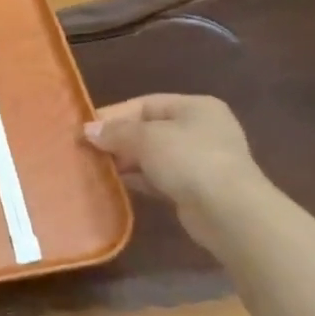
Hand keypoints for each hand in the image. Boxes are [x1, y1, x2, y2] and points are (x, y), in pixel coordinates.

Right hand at [84, 95, 264, 239]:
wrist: (229, 211)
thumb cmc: (189, 160)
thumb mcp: (146, 138)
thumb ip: (116, 132)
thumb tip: (88, 130)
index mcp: (196, 107)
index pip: (145, 104)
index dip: (114, 115)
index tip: (85, 129)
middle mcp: (201, 130)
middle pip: (149, 129)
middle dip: (118, 140)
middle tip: (87, 150)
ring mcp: (201, 161)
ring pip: (154, 156)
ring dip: (127, 162)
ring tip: (96, 168)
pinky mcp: (196, 189)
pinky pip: (160, 178)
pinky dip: (139, 180)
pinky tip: (117, 185)